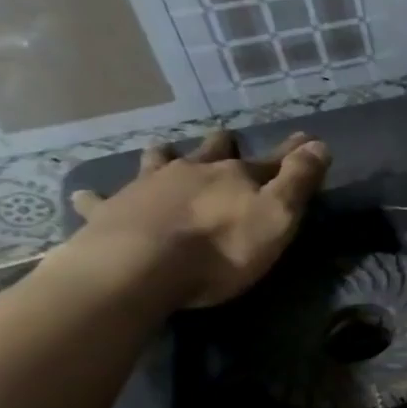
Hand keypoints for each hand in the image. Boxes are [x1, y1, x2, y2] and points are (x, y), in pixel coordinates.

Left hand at [62, 128, 330, 308]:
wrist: (139, 269)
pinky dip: (97, 197)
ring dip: (163, 156)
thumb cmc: (221, 248)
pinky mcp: (110, 212)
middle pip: (210, 151)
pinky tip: (86, 194)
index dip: (291, 151)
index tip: (306, 139)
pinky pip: (100, 200)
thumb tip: (320, 144)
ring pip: (156, 162)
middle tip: (224, 138)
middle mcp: (191, 172)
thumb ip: (299, 180)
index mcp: (234, 175)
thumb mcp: (278, 216)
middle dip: (221, 144)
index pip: (272, 160)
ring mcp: (146, 187)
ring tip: (163, 152)